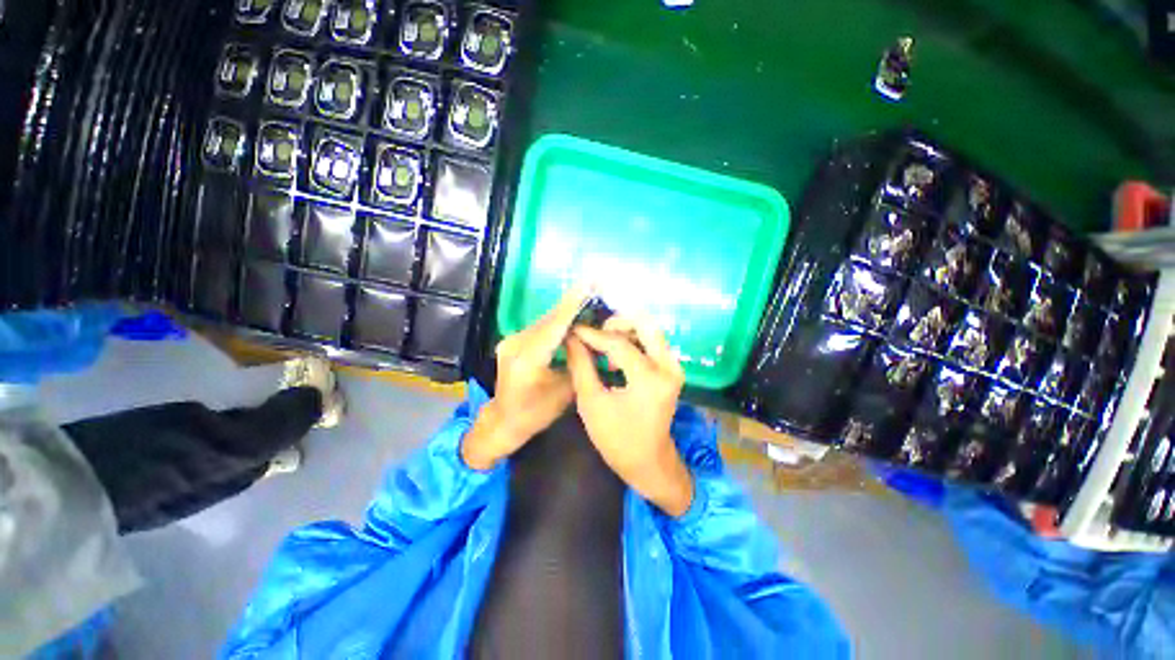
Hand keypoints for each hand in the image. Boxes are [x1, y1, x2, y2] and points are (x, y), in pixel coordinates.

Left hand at [462, 287, 588, 469]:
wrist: (503, 421)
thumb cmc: (536, 413)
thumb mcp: (564, 392)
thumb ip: (576, 362)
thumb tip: (589, 339)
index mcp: (527, 359)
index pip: (555, 326)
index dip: (573, 304)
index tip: (588, 284)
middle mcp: (515, 344)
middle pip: (549, 319)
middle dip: (572, 303)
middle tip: (593, 286)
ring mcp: (510, 341)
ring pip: (544, 322)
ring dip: (565, 311)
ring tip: (586, 297)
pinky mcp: (512, 342)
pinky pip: (538, 328)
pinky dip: (556, 322)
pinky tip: (570, 316)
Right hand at [565, 316, 693, 516]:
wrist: (648, 461)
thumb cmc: (617, 438)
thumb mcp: (591, 402)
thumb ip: (581, 365)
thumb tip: (571, 338)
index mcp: (649, 378)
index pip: (618, 342)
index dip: (593, 334)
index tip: (574, 330)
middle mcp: (668, 366)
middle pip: (644, 324)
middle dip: (616, 323)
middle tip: (594, 332)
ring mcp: (674, 367)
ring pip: (650, 330)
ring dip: (625, 330)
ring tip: (601, 343)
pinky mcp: (672, 369)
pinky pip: (652, 342)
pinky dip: (633, 339)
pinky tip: (615, 353)